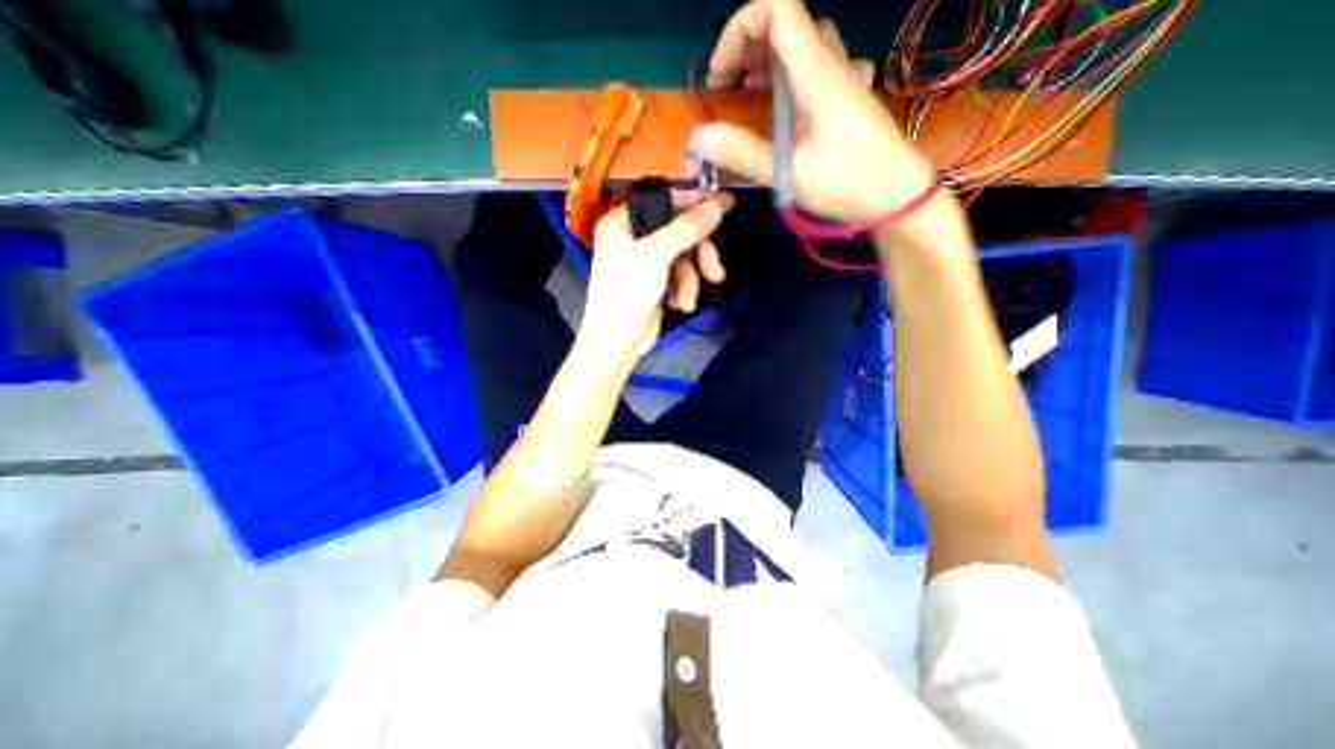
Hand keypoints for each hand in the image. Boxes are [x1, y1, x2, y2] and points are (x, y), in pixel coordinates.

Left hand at [579, 191, 733, 360]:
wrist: (617, 343)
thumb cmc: (628, 293)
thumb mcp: (657, 256)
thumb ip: (686, 228)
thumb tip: (715, 205)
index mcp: (622, 222)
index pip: (664, 201)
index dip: (693, 203)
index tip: (724, 205)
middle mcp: (633, 237)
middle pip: (678, 230)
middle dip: (698, 254)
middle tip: (715, 271)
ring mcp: (645, 261)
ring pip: (683, 256)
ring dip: (690, 279)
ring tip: (687, 300)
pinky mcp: (655, 281)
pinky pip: (680, 274)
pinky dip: (684, 290)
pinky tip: (680, 306)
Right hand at [693, 0, 929, 221]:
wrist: (897, 195)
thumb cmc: (846, 182)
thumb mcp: (788, 173)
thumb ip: (742, 153)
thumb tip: (700, 137)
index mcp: (815, 72)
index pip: (775, 7)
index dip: (738, 30)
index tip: (721, 77)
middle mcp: (830, 64)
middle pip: (786, 24)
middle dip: (747, 49)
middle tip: (728, 91)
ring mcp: (843, 79)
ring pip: (801, 46)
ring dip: (767, 64)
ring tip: (747, 99)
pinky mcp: (847, 99)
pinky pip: (817, 69)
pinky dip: (790, 78)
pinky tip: (786, 109)